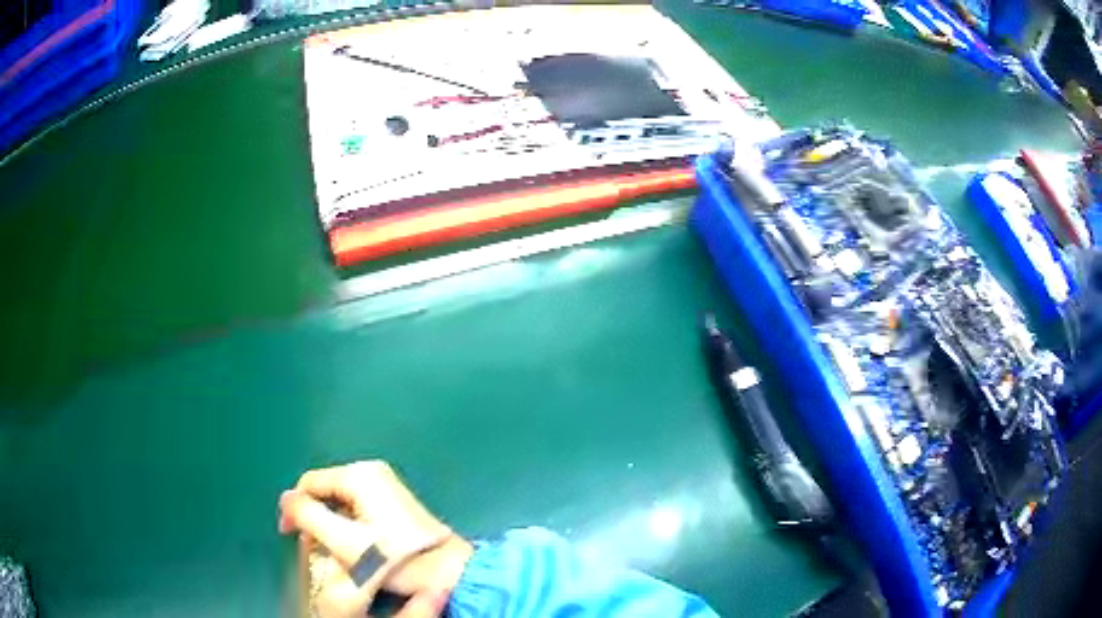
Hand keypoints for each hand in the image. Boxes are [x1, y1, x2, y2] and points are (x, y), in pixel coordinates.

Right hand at [279, 461, 472, 617]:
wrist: (448, 572)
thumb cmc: (395, 559)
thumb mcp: (344, 541)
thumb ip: (308, 516)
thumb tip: (286, 499)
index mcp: (360, 475)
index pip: (309, 482)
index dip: (294, 508)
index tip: (289, 536)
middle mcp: (373, 473)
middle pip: (325, 492)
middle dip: (313, 519)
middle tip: (312, 548)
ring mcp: (386, 487)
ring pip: (340, 502)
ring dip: (329, 525)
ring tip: (332, 552)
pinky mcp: (394, 503)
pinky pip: (357, 509)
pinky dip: (347, 526)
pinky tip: (353, 549)